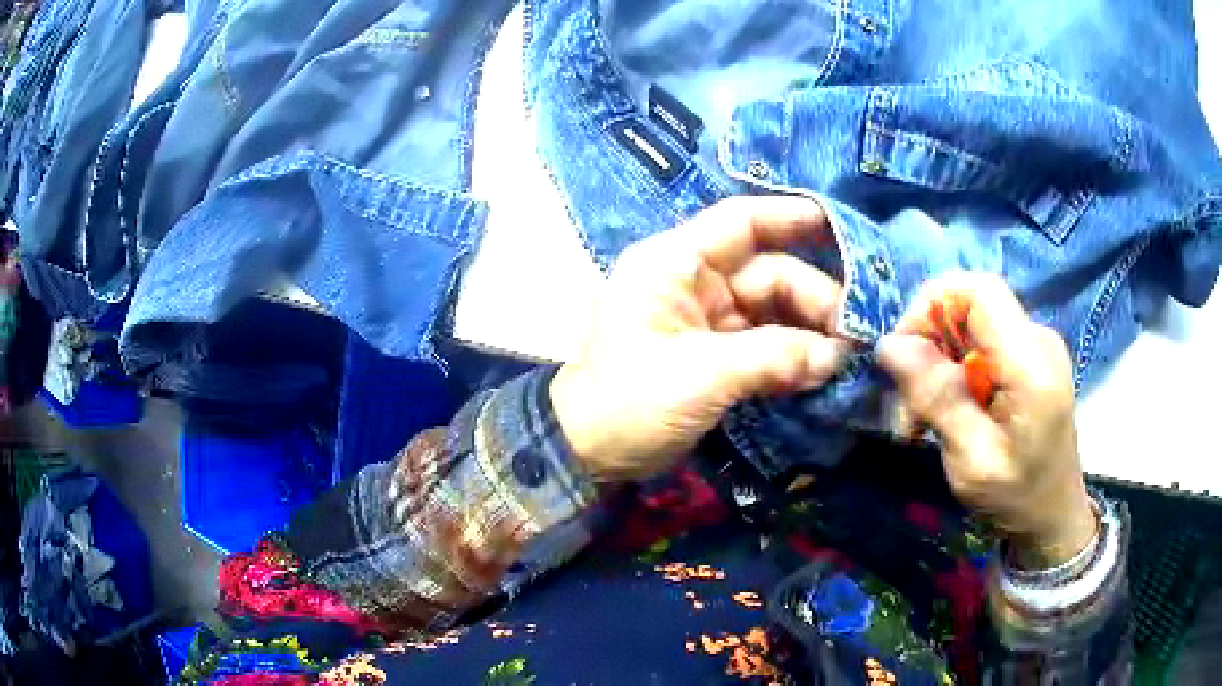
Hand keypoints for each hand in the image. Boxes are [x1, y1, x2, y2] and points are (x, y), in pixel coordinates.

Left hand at [551, 196, 847, 482]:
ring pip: (770, 310)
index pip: (739, 222)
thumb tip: (835, 355)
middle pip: (767, 272)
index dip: (790, 217)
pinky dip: (790, 355)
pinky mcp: (712, 355)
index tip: (840, 228)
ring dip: (808, 331)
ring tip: (842, 358)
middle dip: (813, 298)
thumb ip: (772, 357)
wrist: (586, 453)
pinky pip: (763, 343)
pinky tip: (819, 371)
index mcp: (673, 264)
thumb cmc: (628, 402)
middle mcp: (691, 282)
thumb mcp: (700, 375)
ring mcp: (704, 320)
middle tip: (853, 334)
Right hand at [876, 274, 1095, 568]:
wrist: (1053, 515)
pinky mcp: (1030, 357)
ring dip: (939, 361)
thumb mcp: (972, 461)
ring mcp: (1036, 345)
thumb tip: (890, 345)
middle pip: (970, 305)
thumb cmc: (1017, 498)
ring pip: (971, 325)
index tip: (903, 353)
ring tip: (925, 416)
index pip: (978, 291)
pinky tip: (951, 409)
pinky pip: (982, 342)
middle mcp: (1037, 339)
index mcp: (1031, 363)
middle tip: (909, 403)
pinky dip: (956, 369)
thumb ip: (938, 399)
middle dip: (929, 343)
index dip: (932, 305)